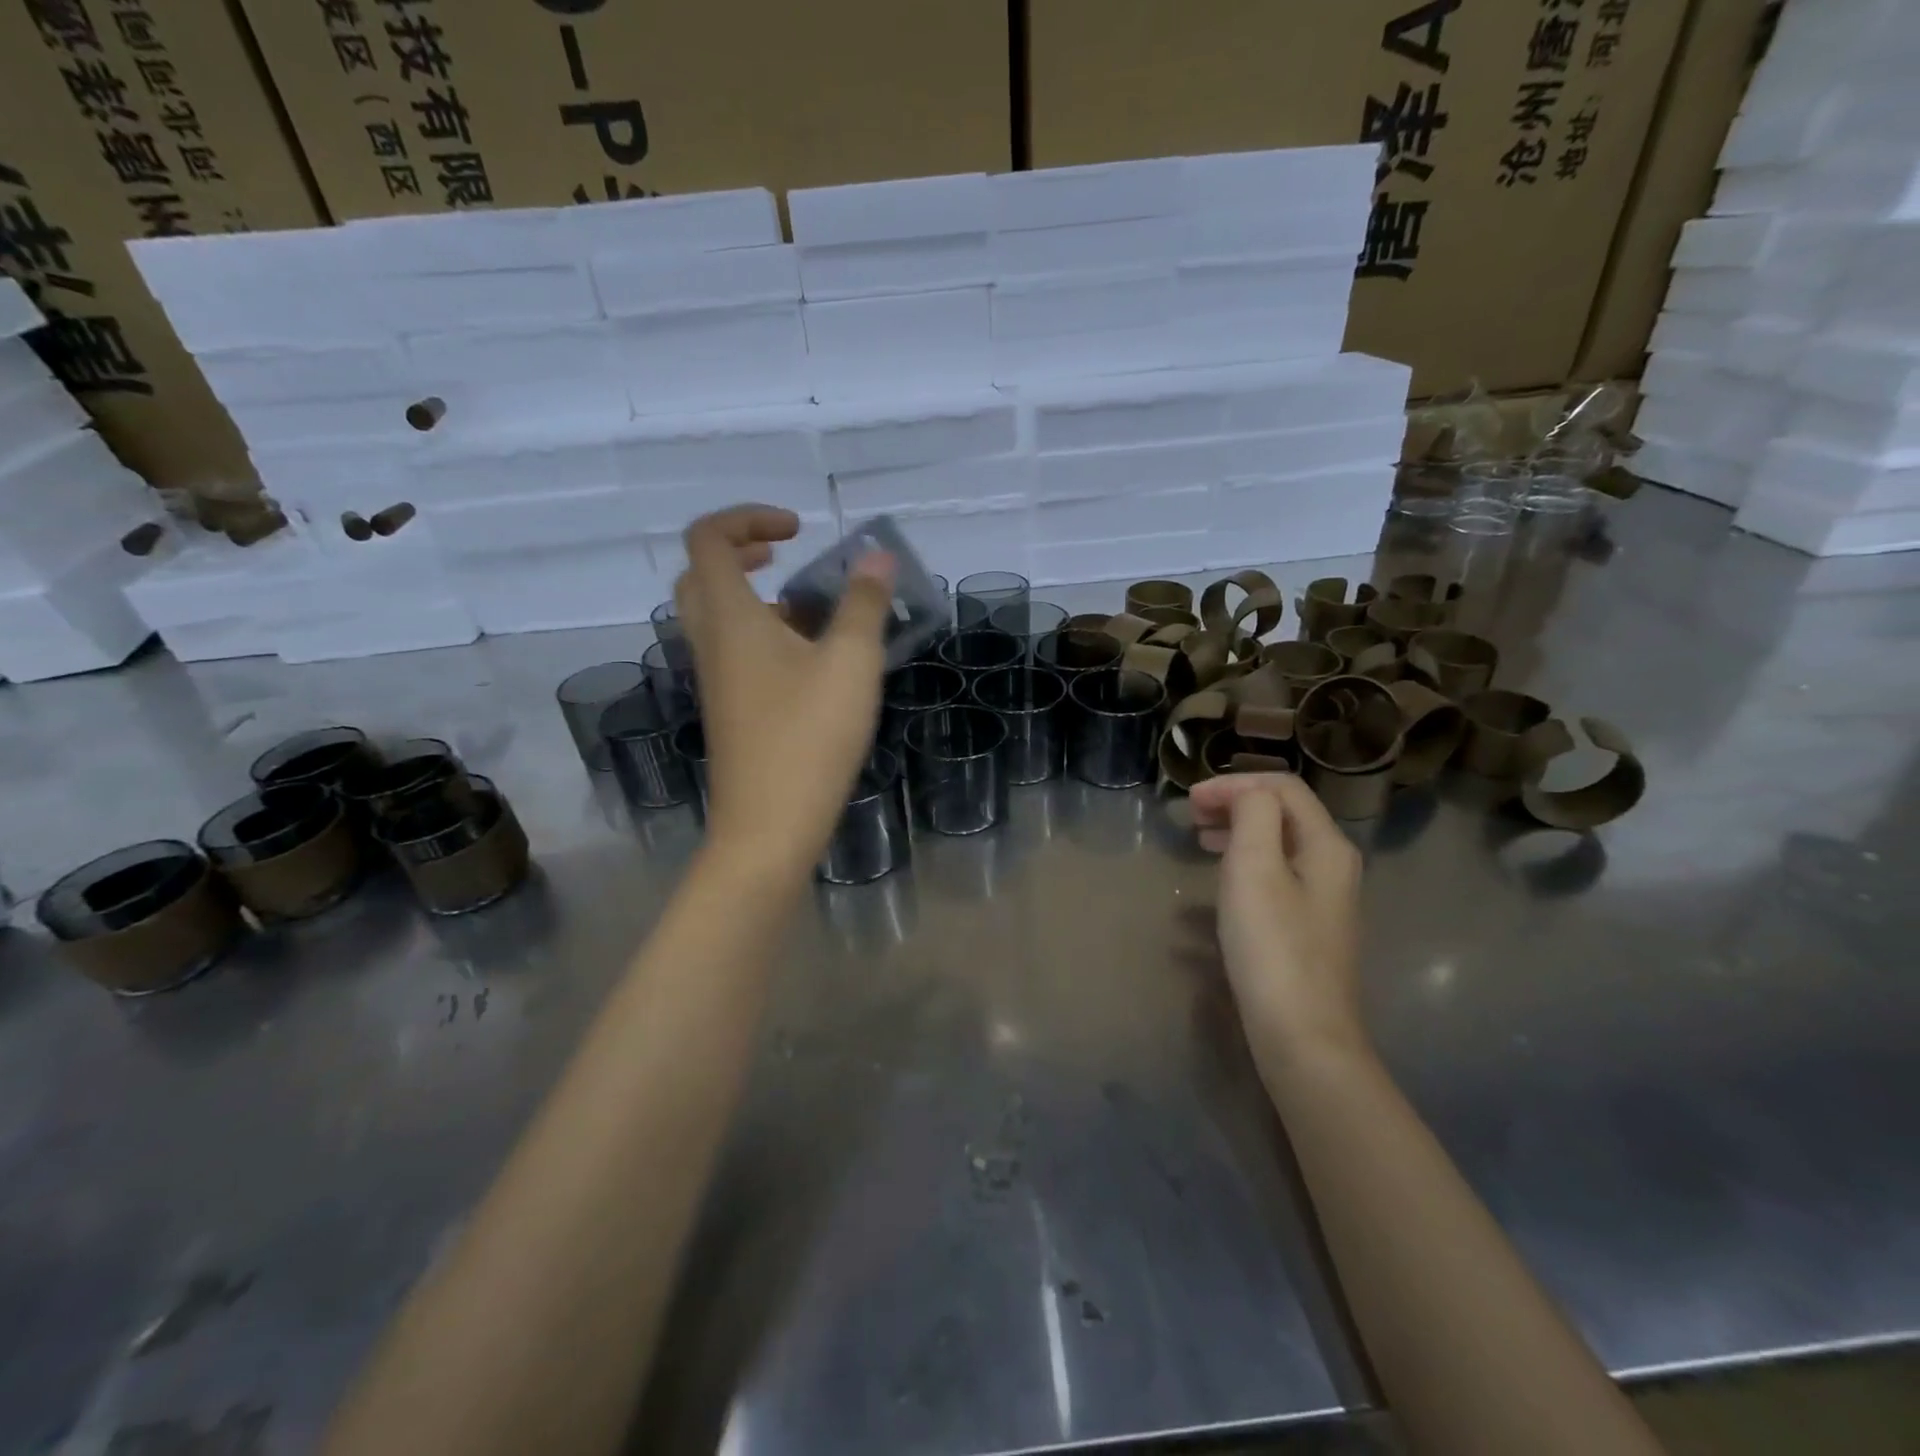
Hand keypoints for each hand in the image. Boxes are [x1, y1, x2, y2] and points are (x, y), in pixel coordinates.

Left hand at [675, 505, 894, 871]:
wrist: (768, 827)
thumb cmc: (808, 737)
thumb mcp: (850, 663)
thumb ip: (863, 604)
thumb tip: (876, 556)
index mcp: (729, 619)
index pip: (708, 539)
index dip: (748, 518)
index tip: (798, 532)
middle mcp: (711, 643)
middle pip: (700, 576)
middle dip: (740, 553)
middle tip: (785, 558)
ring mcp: (717, 681)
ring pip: (718, 618)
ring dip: (756, 598)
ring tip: (813, 612)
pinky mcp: (730, 711)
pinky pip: (735, 653)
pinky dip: (764, 636)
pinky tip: (814, 663)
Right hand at [1190, 773, 1367, 1071]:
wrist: (1303, 1035)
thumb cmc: (1273, 947)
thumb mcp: (1255, 869)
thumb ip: (1253, 815)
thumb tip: (1247, 795)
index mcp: (1326, 845)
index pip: (1281, 787)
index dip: (1233, 784)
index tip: (1190, 801)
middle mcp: (1333, 864)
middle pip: (1283, 812)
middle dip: (1235, 803)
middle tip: (1191, 816)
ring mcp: (1324, 898)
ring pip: (1278, 844)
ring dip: (1237, 832)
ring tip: (1200, 841)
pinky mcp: (1308, 926)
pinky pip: (1276, 874)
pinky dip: (1244, 864)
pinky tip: (1220, 884)